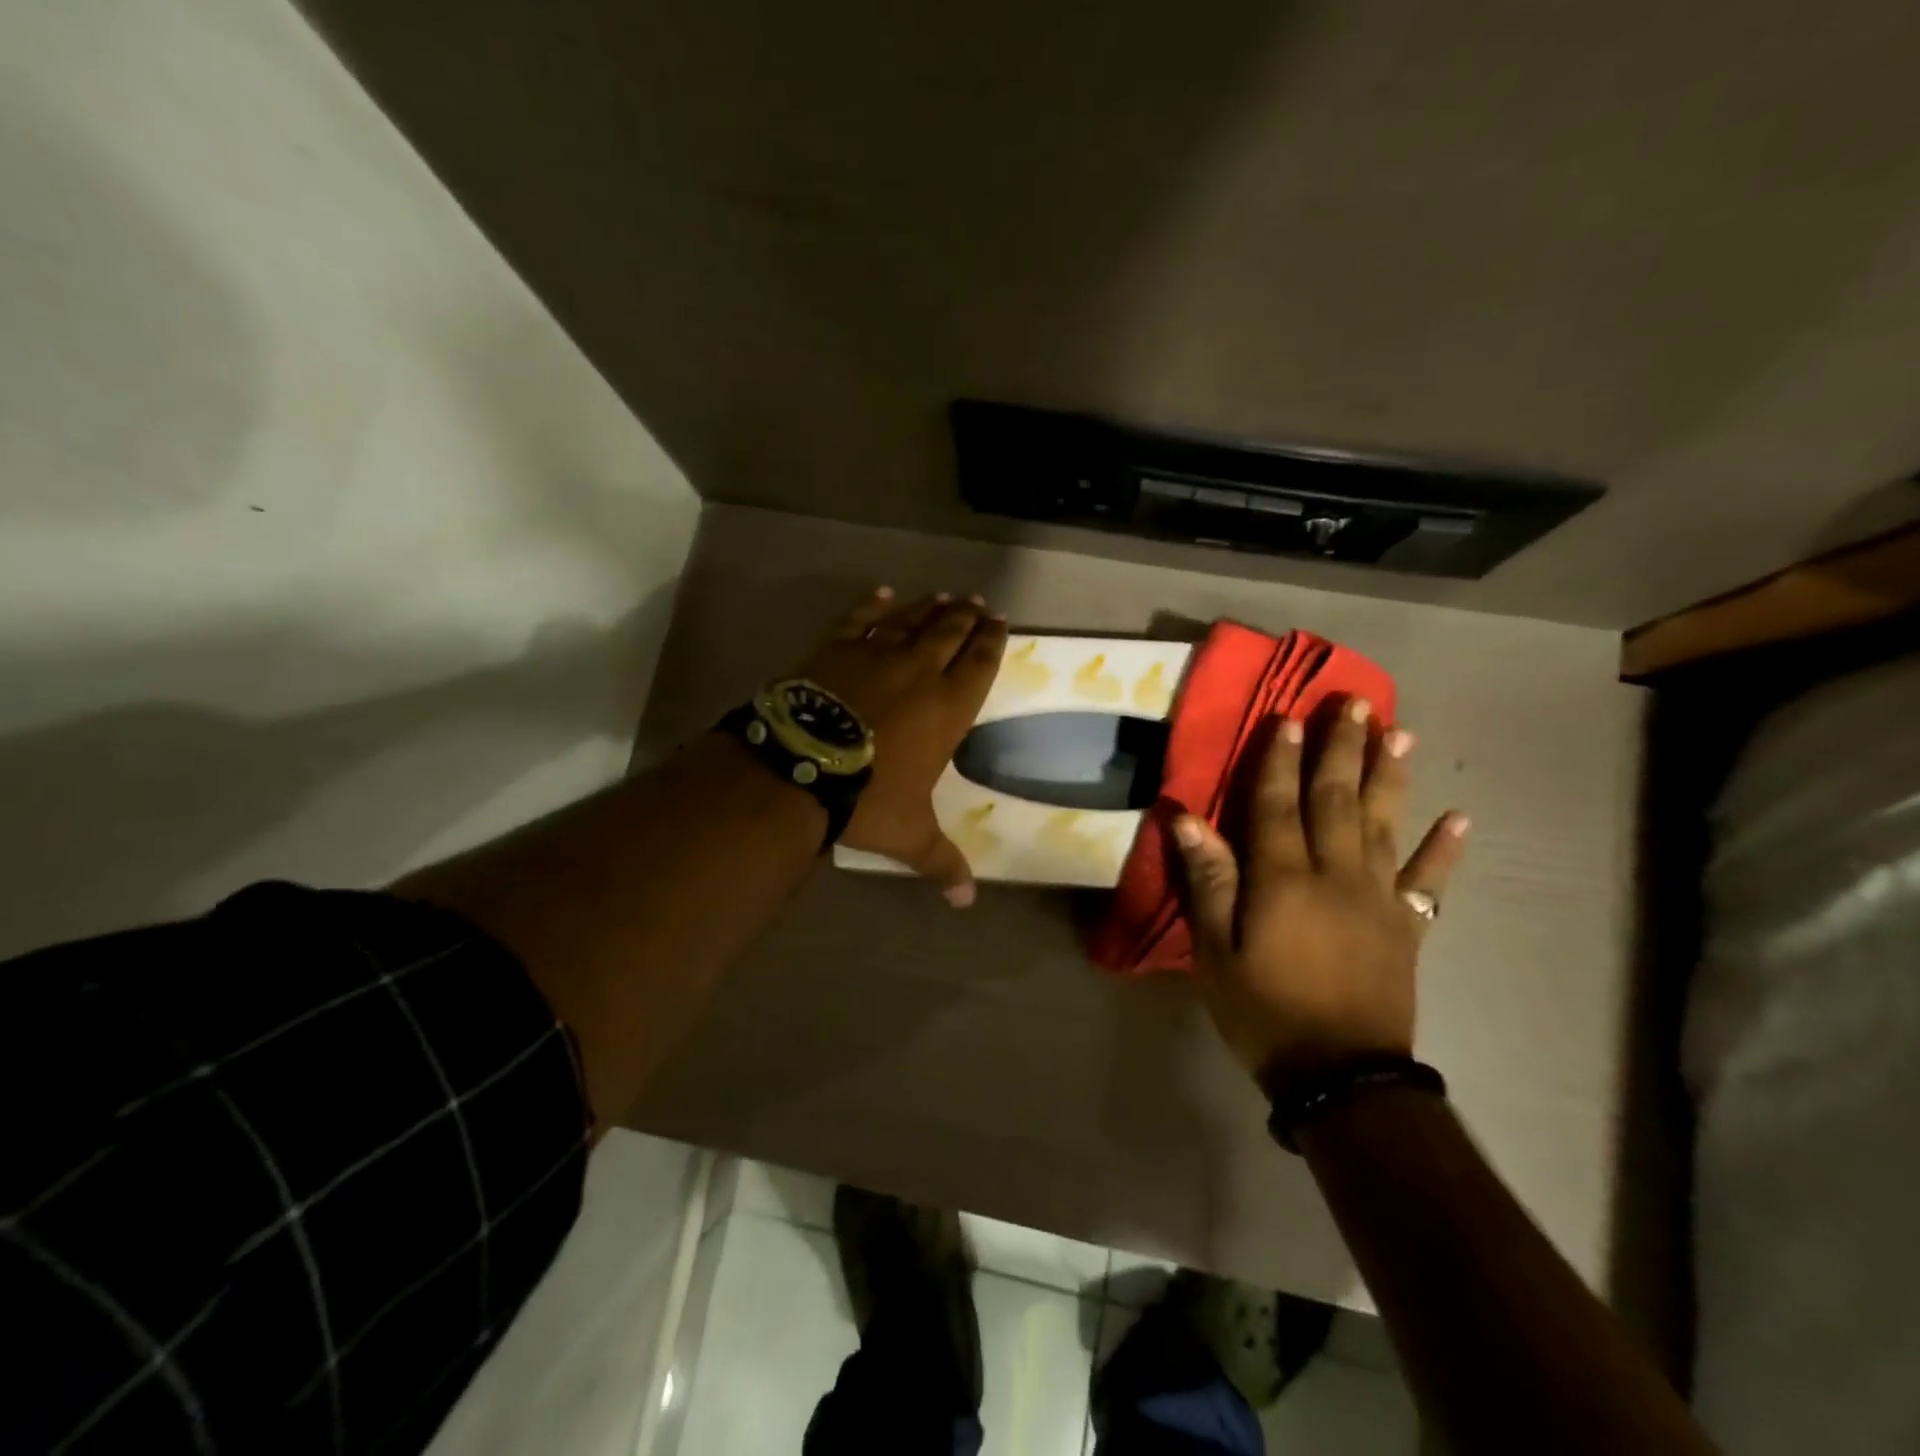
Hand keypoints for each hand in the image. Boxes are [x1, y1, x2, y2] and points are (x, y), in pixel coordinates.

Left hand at [795, 587, 1007, 905]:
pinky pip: (859, 618)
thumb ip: (942, 862)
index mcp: (947, 708)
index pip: (980, 664)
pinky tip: (883, 593)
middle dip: (966, 617)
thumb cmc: (867, 797)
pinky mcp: (836, 648)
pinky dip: (873, 605)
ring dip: (929, 608)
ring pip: (910, 620)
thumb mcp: (910, 835)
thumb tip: (967, 902)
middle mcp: (919, 672)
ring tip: (943, 597)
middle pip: (950, 633)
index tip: (999, 622)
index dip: (992, 641)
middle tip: (976, 603)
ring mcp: (875, 654)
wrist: (802, 766)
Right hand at [1170, 697, 1468, 1093]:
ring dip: (1390, 777)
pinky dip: (1444, 850)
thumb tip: (1187, 819)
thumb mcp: (1216, 950)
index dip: (1279, 759)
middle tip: (1354, 704)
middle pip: (1337, 800)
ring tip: (1398, 734)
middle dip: (1342, 748)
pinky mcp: (1406, 926)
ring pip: (1384, 825)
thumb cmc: (1263, 1010)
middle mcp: (1335, 874)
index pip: (1278, 804)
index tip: (1287, 717)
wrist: (1341, 1075)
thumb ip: (1209, 881)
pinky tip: (1459, 819)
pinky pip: (1428, 882)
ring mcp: (1378, 898)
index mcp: (1284, 879)